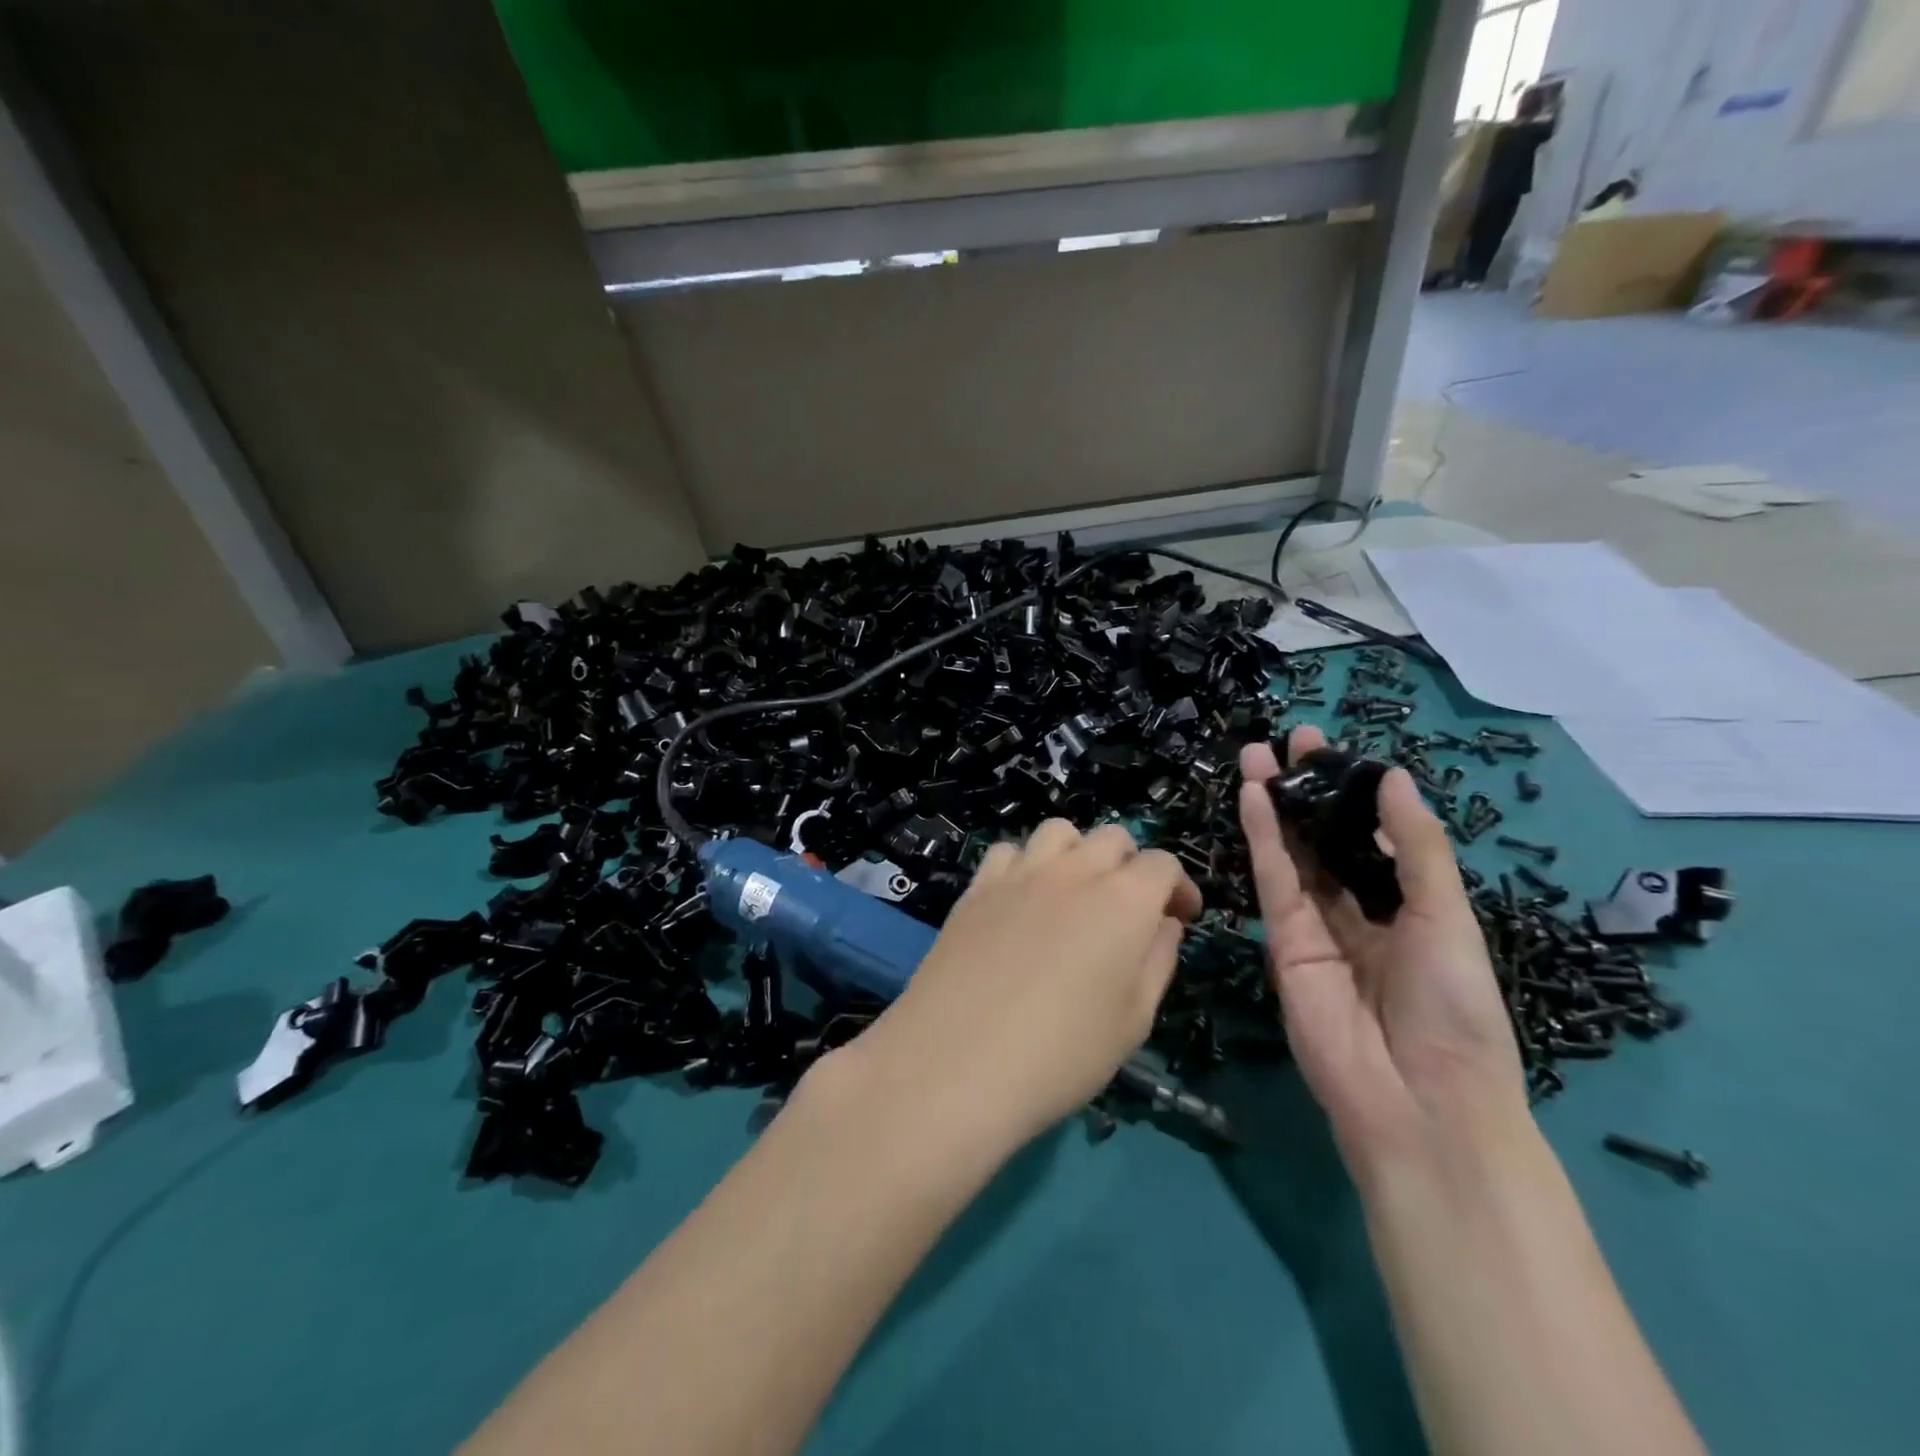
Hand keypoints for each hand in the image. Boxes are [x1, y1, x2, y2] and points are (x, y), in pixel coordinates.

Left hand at [845, 820, 1201, 1151]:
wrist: (957, 1061)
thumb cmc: (1061, 1054)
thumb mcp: (1133, 1021)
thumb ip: (1157, 961)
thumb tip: (1163, 923)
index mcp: (1124, 900)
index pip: (1162, 864)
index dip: (1178, 887)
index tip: (1179, 918)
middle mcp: (1074, 871)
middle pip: (1113, 837)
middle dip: (1131, 865)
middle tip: (1129, 910)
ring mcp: (1019, 873)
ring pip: (1059, 832)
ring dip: (1078, 853)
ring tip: (1075, 894)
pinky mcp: (977, 886)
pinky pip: (1008, 851)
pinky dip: (1025, 864)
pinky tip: (1022, 901)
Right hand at [1239, 727, 1526, 1173]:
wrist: (1417, 1100)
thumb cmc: (1454, 1008)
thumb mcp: (1447, 917)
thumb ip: (1414, 847)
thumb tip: (1393, 776)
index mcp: (1408, 907)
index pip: (1370, 836)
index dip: (1350, 792)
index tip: (1331, 749)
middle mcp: (1358, 910)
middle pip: (1324, 838)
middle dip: (1306, 790)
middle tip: (1288, 741)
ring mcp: (1315, 926)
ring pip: (1292, 852)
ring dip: (1275, 804)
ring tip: (1258, 756)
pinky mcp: (1282, 940)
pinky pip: (1273, 879)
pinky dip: (1262, 836)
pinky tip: (1254, 798)